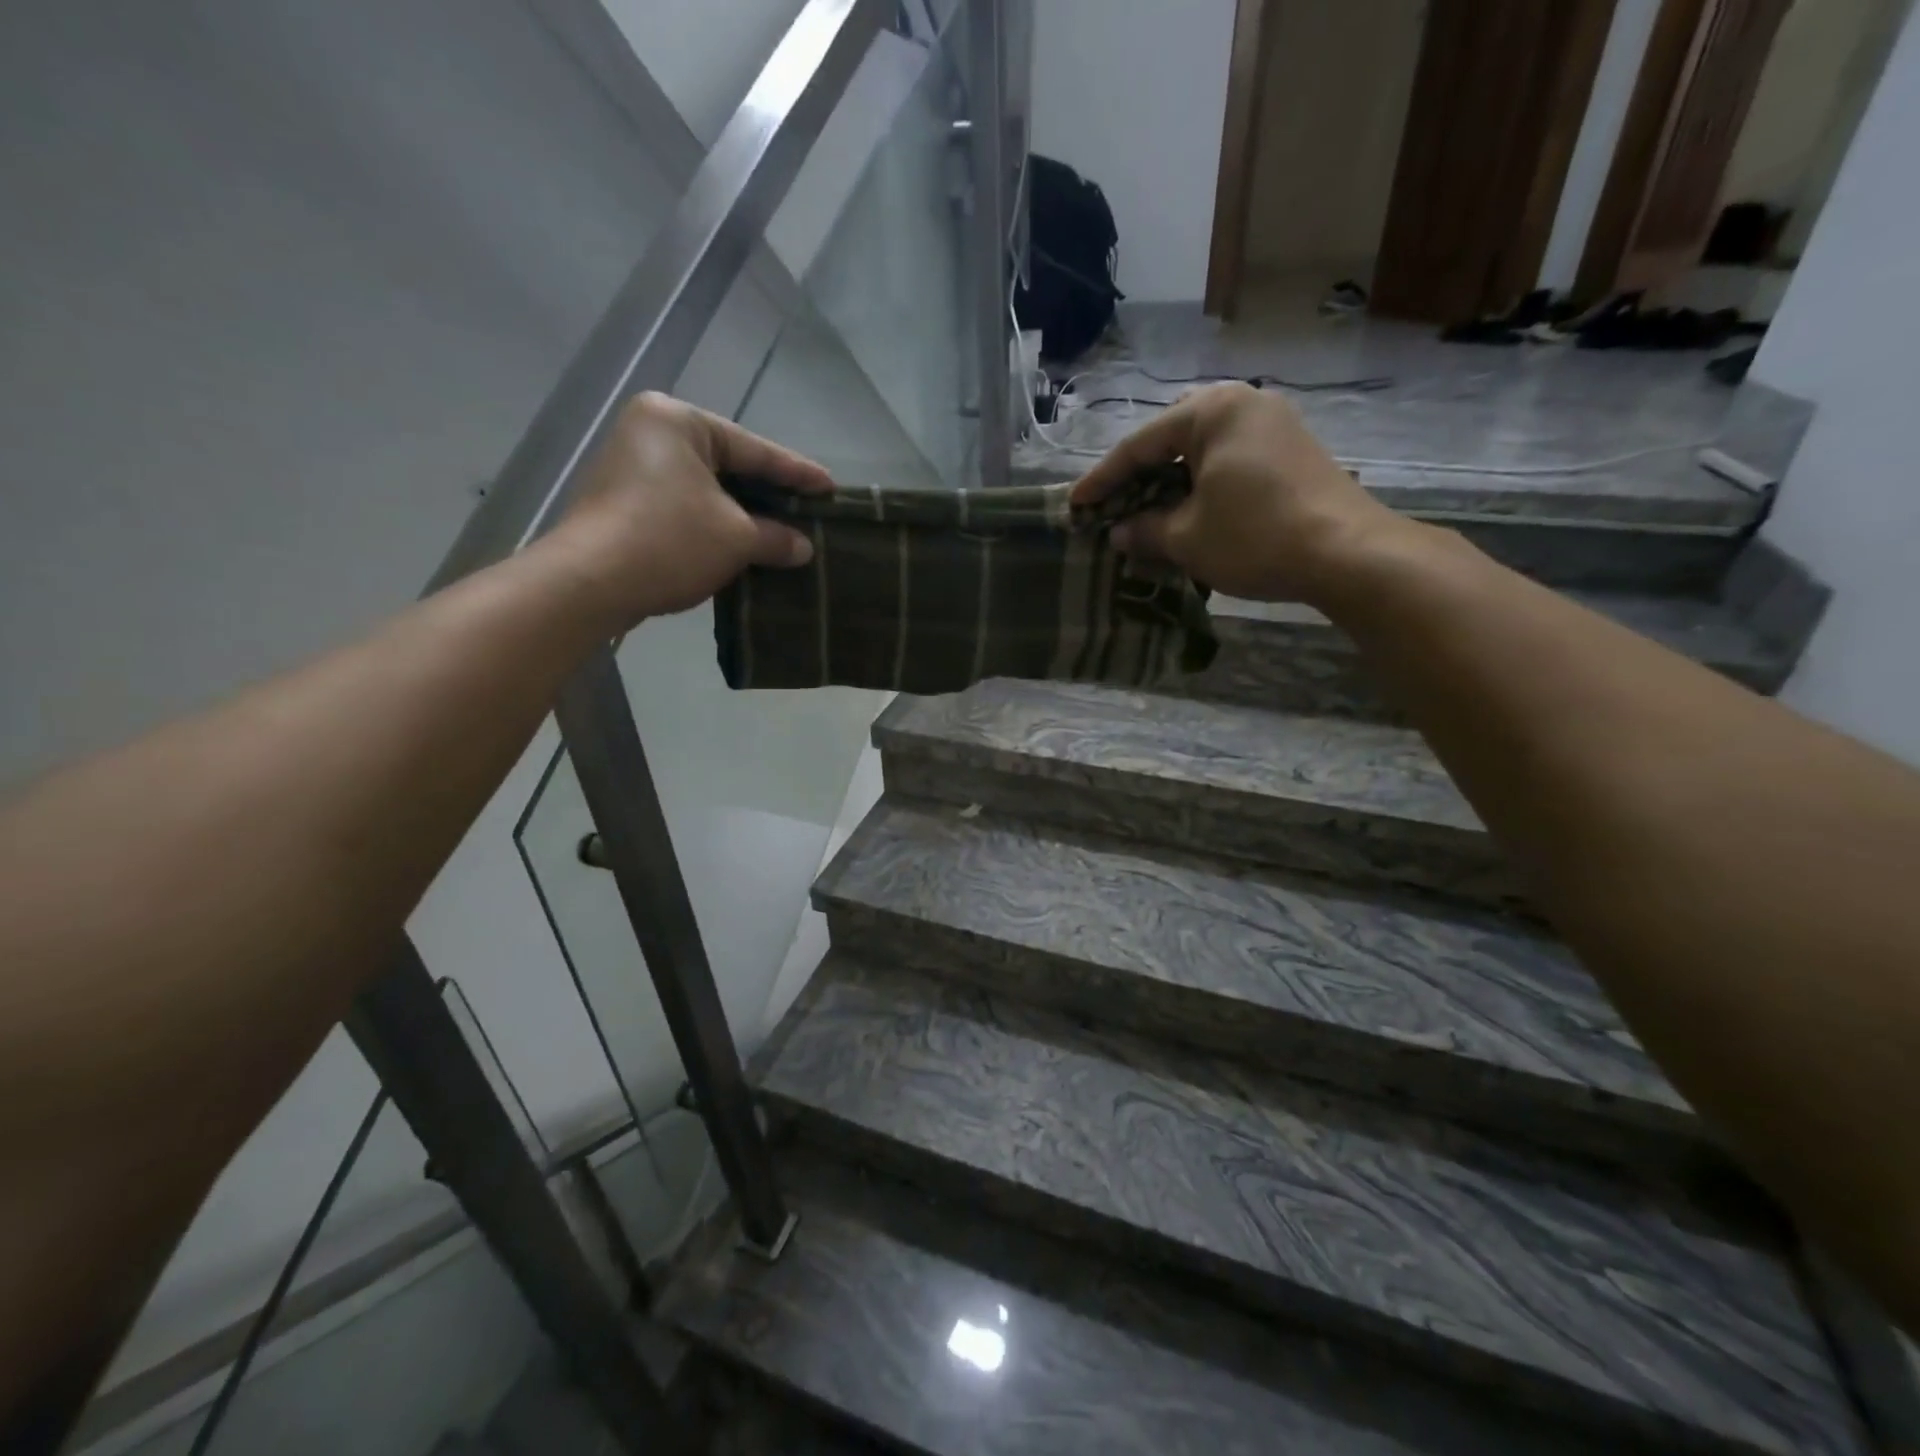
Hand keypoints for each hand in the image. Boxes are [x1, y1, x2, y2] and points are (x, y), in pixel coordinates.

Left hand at [553, 392, 831, 625]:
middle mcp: (651, 433)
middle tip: (810, 511)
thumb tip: (803, 548)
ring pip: (707, 490)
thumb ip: (775, 537)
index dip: (797, 473)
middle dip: (769, 495)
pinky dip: (716, 525)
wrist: (590, 583)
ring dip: (744, 515)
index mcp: (678, 420)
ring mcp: (632, 467)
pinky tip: (745, 545)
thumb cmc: (670, 541)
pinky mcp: (624, 502)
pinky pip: (686, 506)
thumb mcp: (736, 538)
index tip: (830, 488)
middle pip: (729, 466)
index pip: (754, 449)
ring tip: (784, 532)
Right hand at [1070, 383, 1400, 603]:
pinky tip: (1191, 511)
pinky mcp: (1292, 450)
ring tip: (1148, 511)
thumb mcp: (1187, 538)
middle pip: (1173, 437)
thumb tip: (1120, 534)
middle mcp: (1245, 403)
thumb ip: (1146, 530)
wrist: (1347, 554)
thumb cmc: (1255, 537)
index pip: (1140, 444)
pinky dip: (1203, 484)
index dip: (1103, 480)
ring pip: (1203, 449)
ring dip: (1172, 480)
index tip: (1076, 506)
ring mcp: (1274, 424)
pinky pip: (1231, 460)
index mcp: (1213, 411)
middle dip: (1140, 473)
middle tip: (1115, 504)